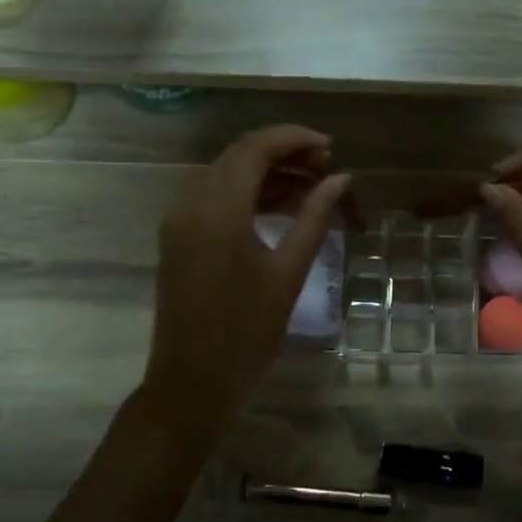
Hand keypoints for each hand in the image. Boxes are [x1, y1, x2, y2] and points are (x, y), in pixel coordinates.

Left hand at [144, 126, 350, 434]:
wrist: (191, 382)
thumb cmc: (246, 332)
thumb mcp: (288, 273)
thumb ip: (315, 218)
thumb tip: (342, 179)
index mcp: (218, 208)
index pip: (256, 148)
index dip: (295, 139)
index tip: (331, 148)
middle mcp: (192, 202)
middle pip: (240, 155)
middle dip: (284, 153)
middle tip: (327, 167)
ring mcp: (180, 219)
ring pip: (228, 174)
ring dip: (268, 173)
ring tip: (314, 186)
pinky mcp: (179, 236)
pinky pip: (216, 197)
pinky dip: (249, 194)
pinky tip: (284, 206)